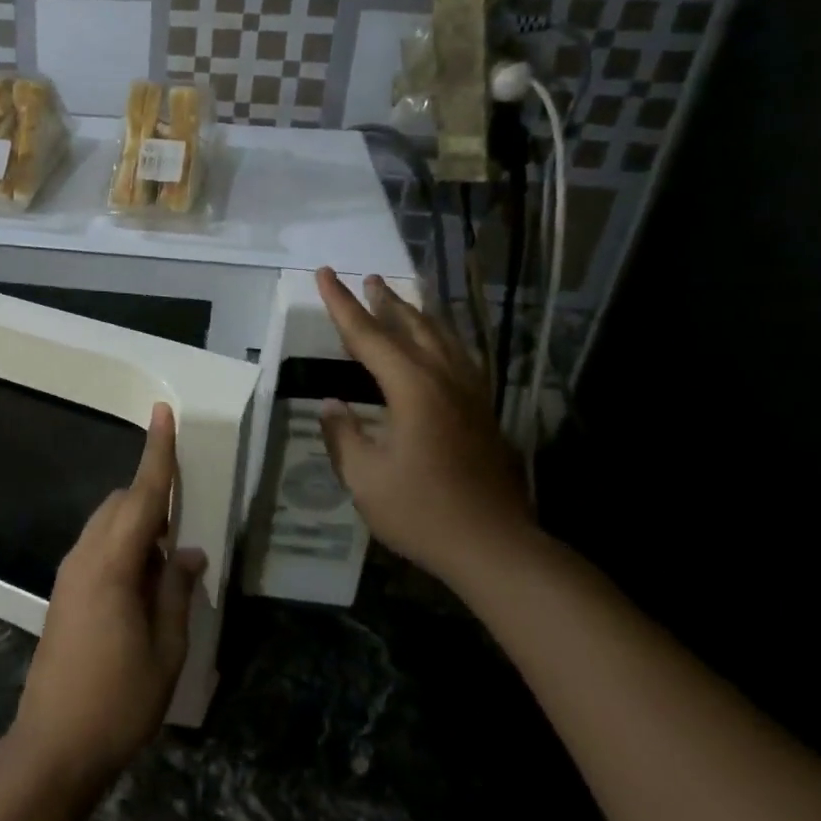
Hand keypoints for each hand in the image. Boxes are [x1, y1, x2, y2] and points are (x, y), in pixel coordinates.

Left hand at [10, 404, 203, 794]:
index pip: (141, 496)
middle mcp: (85, 557)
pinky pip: (98, 548)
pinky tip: (144, 584)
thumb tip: (190, 552)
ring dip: (139, 527)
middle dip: (152, 500)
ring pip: (107, 525)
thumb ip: (178, 592)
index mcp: (112, 565)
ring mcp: (69, 574)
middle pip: (120, 505)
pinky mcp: (64, 593)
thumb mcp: (166, 650)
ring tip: (168, 564)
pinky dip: (124, 547)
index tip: (163, 413)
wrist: (53, 746)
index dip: (157, 453)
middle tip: (185, 530)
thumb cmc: (118, 701)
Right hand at [314, 269, 535, 588]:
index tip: (325, 274)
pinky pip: (460, 359)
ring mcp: (471, 395)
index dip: (342, 304)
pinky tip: (440, 347)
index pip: (368, 335)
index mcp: (412, 388)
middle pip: (411, 327)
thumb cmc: (422, 511)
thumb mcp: (365, 478)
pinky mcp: (484, 413)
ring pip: (443, 339)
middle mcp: (445, 380)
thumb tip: (331, 405)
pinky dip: (442, 340)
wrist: (495, 546)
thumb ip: (344, 436)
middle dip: (385, 301)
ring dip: (418, 315)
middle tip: (368, 278)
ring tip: (402, 299)